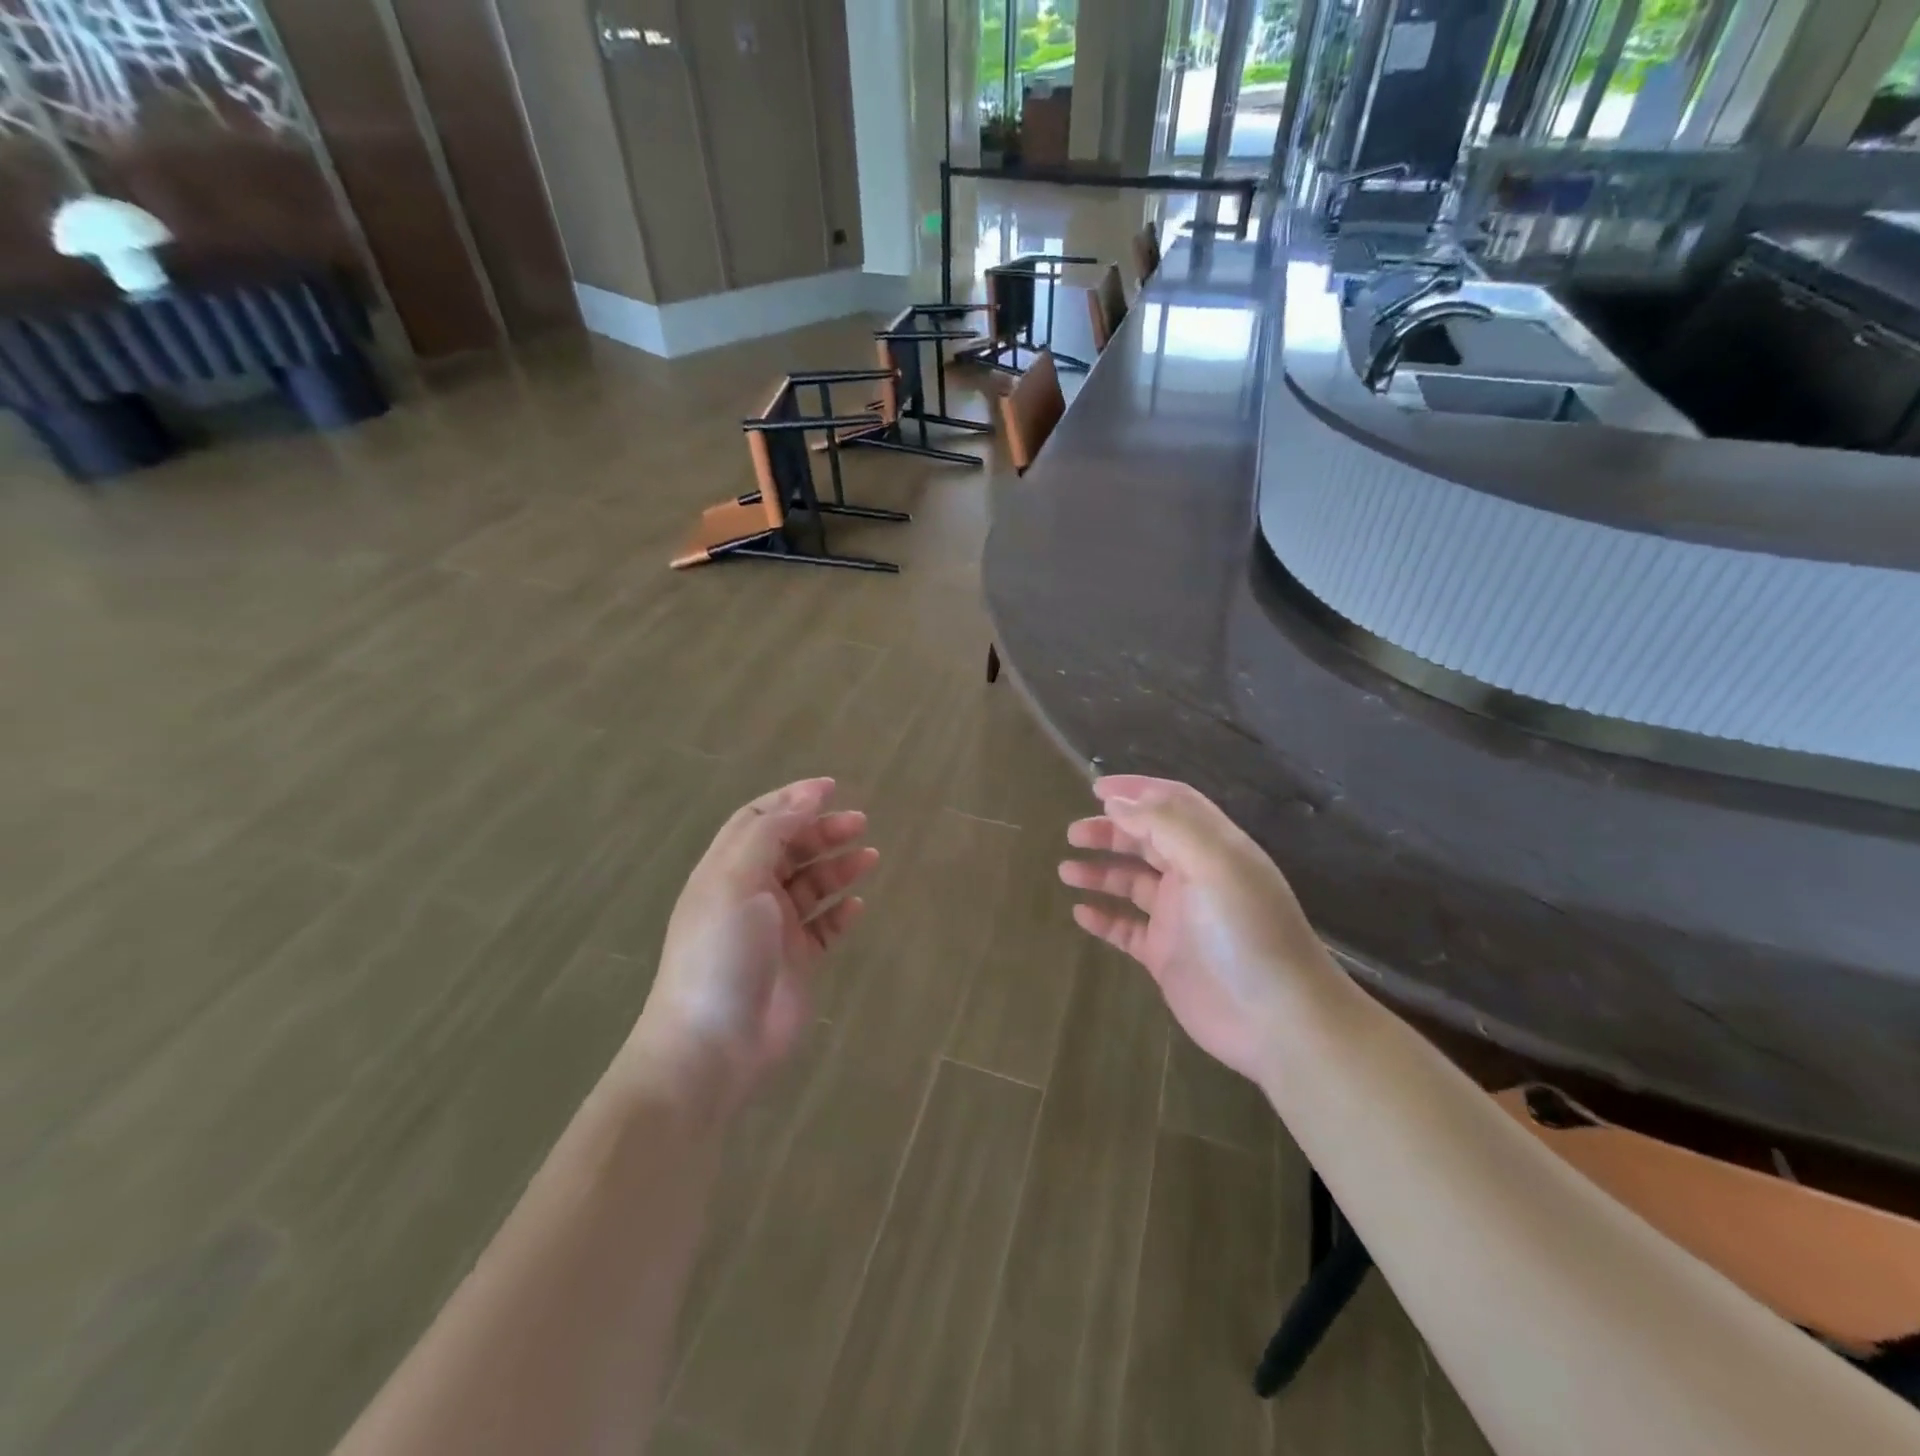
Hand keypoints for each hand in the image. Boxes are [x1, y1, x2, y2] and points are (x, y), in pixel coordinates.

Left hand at [627, 778, 876, 1114]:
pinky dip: (840, 912)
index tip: (831, 788)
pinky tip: (857, 906)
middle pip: (790, 848)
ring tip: (870, 857)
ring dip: (838, 867)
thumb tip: (807, 796)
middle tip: (860, 823)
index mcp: (727, 869)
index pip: (758, 819)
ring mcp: (774, 930)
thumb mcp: (737, 879)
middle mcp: (750, 894)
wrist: (713, 1044)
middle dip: (823, 831)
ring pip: (811, 885)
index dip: (792, 799)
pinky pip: (824, 927)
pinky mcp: (797, 962)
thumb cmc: (722, 951)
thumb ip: (771, 833)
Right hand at [1059, 776, 1330, 1082]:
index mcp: (1214, 848)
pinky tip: (1080, 913)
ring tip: (1066, 871)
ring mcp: (1180, 918)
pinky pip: (1127, 928)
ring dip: (1100, 872)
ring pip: (1132, 883)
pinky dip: (1103, 918)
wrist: (1278, 1022)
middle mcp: (1196, 876)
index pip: (1173, 804)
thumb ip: (1165, 826)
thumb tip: (1117, 802)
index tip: (1094, 788)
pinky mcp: (1166, 956)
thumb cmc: (1246, 933)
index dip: (1136, 790)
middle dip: (1110, 831)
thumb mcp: (1213, 864)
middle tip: (1074, 834)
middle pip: (1147, 840)